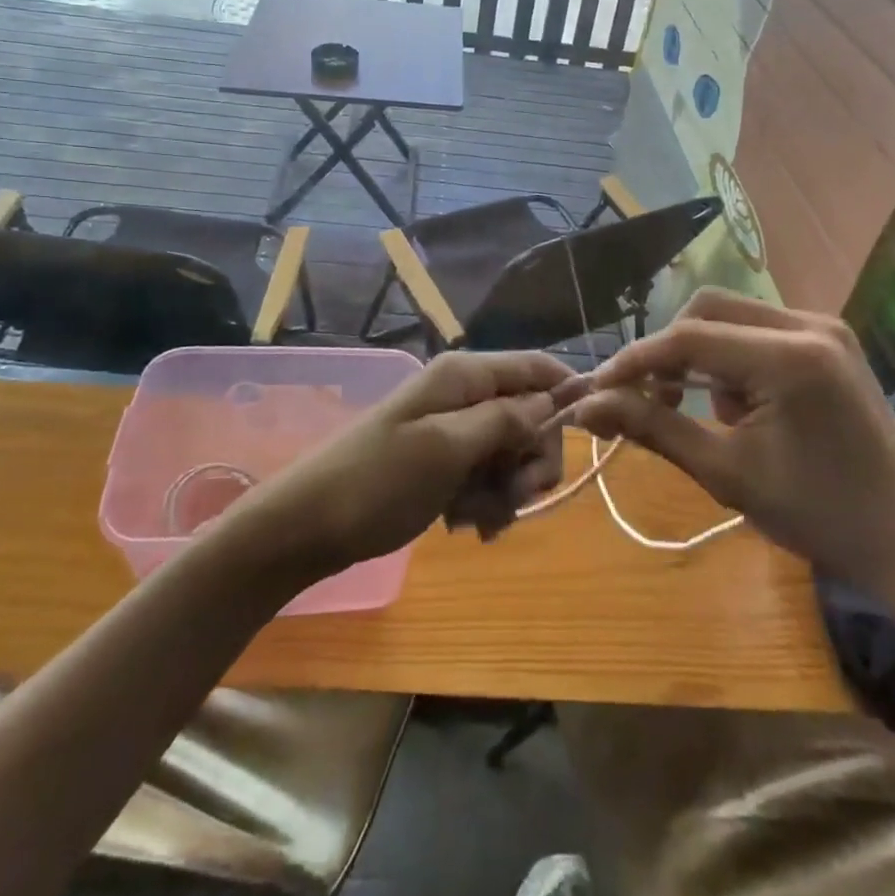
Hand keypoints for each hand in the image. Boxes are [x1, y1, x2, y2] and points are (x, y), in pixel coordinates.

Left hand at [239, 351, 573, 577]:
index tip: (589, 437)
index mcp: (463, 376)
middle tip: (518, 497)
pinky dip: (484, 502)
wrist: (305, 527)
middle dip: (533, 458)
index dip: (567, 394)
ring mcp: (450, 430)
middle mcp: (461, 395)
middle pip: (529, 415)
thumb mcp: (446, 448)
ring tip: (478, 520)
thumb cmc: (376, 482)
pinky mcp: (441, 463)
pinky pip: (485, 477)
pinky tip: (464, 526)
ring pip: (511, 452)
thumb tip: (552, 401)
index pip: (535, 367)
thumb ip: (504, 420)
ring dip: (507, 489)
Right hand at [568, 290, 894, 615]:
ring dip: (700, 355)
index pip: (687, 337)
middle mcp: (808, 324)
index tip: (596, 390)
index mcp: (789, 356)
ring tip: (702, 413)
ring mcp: (824, 328)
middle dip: (667, 352)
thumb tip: (585, 407)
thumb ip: (652, 427)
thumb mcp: (726, 472)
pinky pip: (758, 331)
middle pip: (707, 310)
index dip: (634, 361)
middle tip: (647, 399)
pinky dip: (731, 360)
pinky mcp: (829, 342)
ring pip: (731, 316)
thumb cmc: (820, 516)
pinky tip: (737, 407)